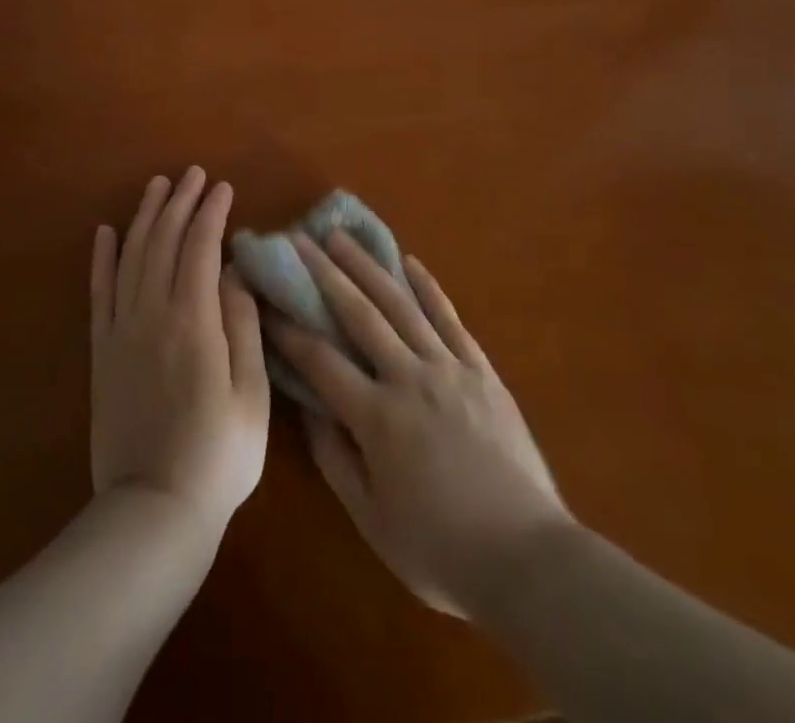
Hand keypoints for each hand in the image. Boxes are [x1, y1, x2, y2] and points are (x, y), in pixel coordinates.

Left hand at [90, 168, 270, 535]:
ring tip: (157, 186)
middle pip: (163, 243)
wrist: (153, 509)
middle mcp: (153, 315)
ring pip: (131, 257)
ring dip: (145, 217)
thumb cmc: (219, 455)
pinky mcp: (102, 351)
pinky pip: (99, 293)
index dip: (211, 214)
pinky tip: (106, 232)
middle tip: (193, 174)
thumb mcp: (252, 394)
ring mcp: (122, 331)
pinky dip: (102, 258)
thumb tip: (235, 272)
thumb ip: (243, 326)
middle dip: (180, 203)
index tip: (223, 188)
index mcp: (194, 322)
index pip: (200, 249)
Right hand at [269, 231, 573, 616]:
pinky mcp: (480, 369)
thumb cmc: (440, 547)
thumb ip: (335, 459)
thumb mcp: (371, 519)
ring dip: (368, 267)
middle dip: (324, 274)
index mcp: (377, 416)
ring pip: (401, 304)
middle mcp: (408, 377)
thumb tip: (310, 408)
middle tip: (299, 240)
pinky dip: (428, 287)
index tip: (266, 299)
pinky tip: (410, 262)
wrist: (527, 557)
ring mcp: (448, 367)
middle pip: (358, 315)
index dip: (289, 329)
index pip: (321, 360)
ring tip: (341, 237)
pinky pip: (449, 317)